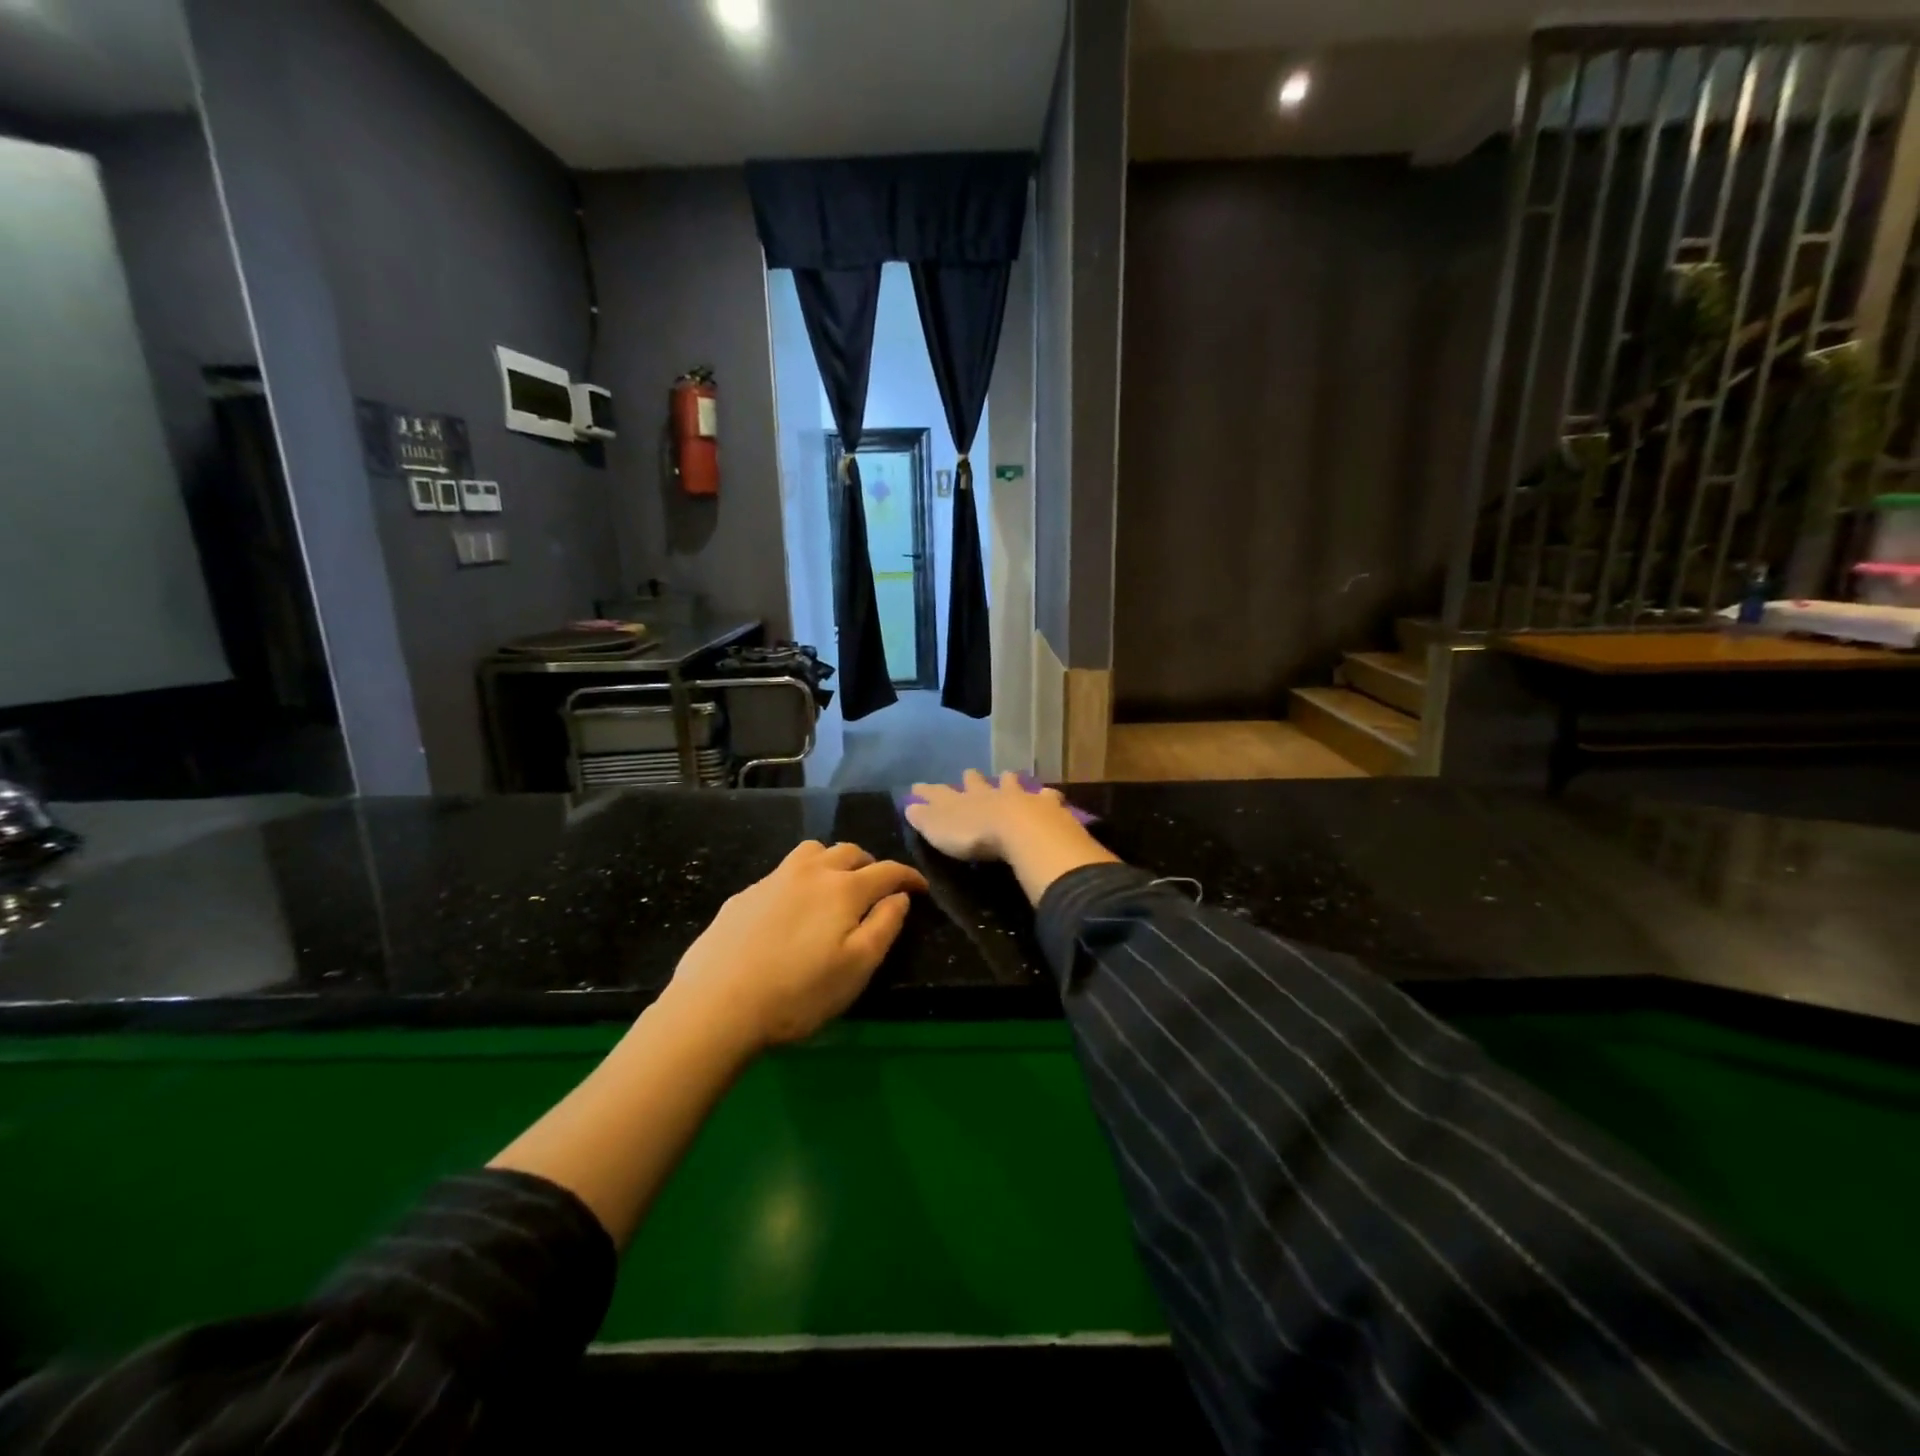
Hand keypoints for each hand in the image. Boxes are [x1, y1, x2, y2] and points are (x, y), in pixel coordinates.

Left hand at [666, 840, 927, 1049]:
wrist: (717, 1005)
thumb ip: (885, 926)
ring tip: (835, 885)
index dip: (908, 876)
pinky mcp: (745, 895)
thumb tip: (899, 897)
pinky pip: (782, 872)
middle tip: (877, 888)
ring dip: (833, 861)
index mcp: (844, 889)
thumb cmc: (798, 993)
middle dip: (871, 865)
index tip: (921, 887)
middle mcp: (810, 872)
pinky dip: (800, 879)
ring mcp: (773, 879)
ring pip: (812, 852)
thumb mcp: (857, 968)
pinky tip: (791, 908)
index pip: (887, 870)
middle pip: (849, 852)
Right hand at [904, 769, 1071, 860]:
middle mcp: (988, 793)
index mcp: (961, 801)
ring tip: (1008, 775)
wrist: (1020, 830)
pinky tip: (1050, 795)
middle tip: (969, 773)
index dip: (928, 791)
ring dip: (1008, 780)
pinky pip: (1046, 797)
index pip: (939, 793)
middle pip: (977, 783)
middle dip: (971, 779)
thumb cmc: (975, 836)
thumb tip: (908, 806)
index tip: (918, 786)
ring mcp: (1018, 796)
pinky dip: (1046, 796)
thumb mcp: (939, 830)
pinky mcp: (1045, 806)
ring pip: (1011, 783)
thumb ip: (924, 818)